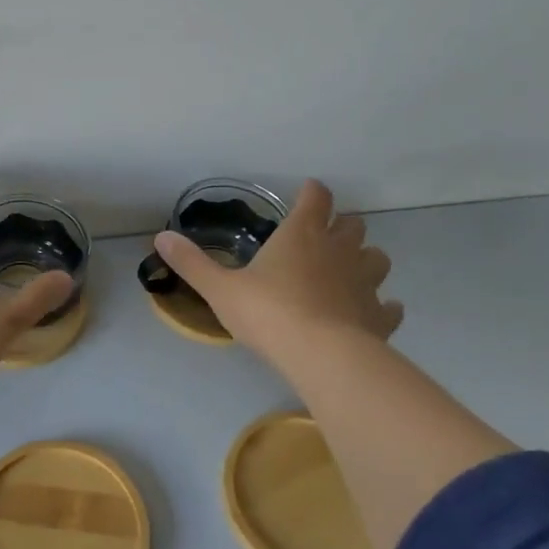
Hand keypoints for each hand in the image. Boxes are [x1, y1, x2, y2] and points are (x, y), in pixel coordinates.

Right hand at [153, 179, 402, 368]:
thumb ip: (192, 263)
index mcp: (301, 235)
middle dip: (341, 226)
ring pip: (378, 259)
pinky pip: (388, 306)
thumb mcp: (220, 288)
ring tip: (349, 273)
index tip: (307, 193)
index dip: (312, 193)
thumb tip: (161, 237)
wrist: (322, 355)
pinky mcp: (379, 316)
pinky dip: (380, 306)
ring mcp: (365, 283)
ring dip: (366, 260)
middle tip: (324, 238)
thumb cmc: (269, 312)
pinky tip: (371, 313)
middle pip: (353, 225)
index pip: (316, 198)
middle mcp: (339, 251)